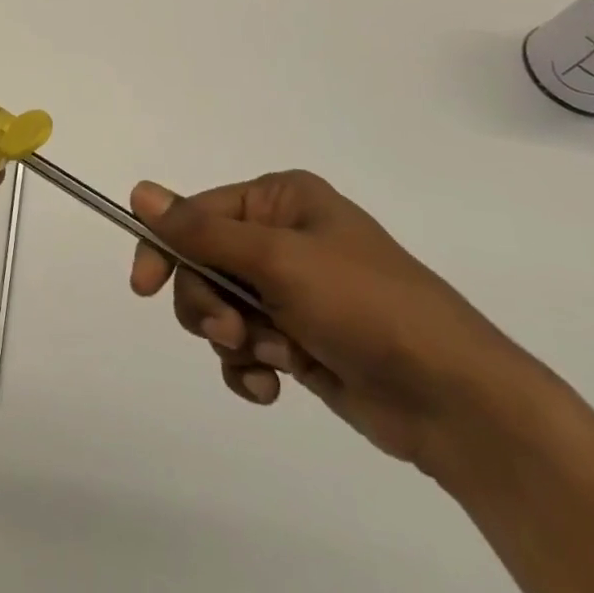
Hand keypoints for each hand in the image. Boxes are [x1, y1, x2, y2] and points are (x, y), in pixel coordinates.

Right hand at [129, 171, 545, 478]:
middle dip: (208, 303)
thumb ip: (202, 231)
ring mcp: (289, 292)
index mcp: (280, 201)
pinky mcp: (297, 339)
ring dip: (231, 338)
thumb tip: (138, 191)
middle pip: (201, 264)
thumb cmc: (366, 306)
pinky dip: (247, 367)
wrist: (454, 401)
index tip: (143, 286)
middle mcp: (281, 238)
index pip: (195, 214)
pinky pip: (243, 346)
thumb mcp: (278, 260)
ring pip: (217, 308)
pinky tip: (271, 385)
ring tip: (269, 359)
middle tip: (232, 331)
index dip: (164, 248)